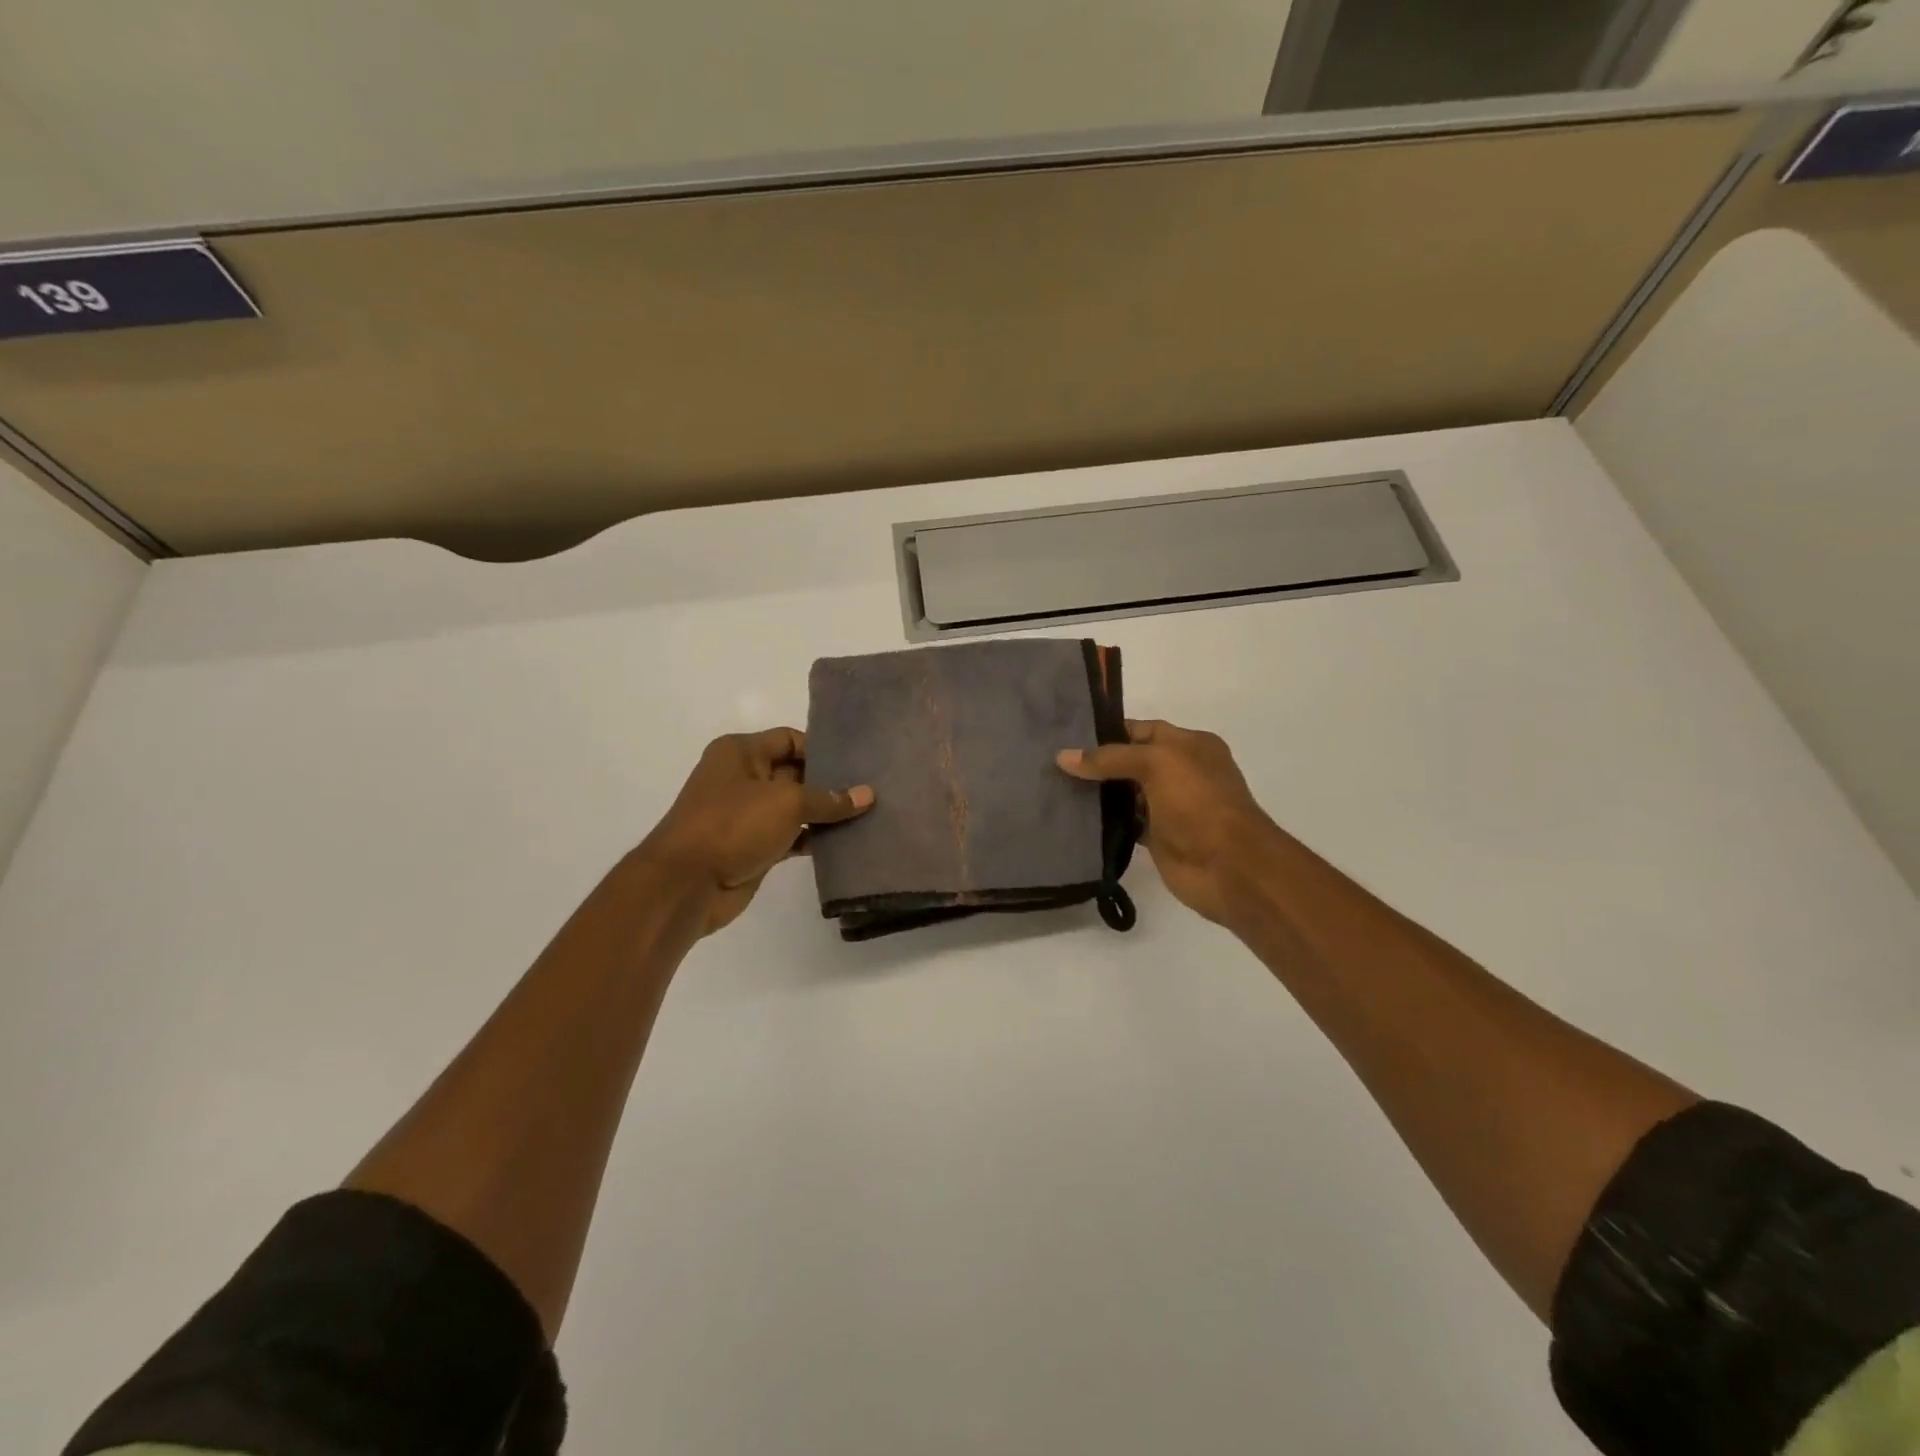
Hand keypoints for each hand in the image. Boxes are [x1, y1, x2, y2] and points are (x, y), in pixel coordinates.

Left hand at [638, 728, 873, 935]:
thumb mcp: (786, 803)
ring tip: (867, 815)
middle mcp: (742, 778)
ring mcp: (747, 814)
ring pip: (795, 807)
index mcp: (740, 752)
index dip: (822, 749)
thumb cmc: (732, 826)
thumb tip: (868, 795)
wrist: (686, 885)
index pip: (790, 739)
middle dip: (830, 782)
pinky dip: (814, 837)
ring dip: (825, 813)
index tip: (858, 763)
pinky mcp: (753, 846)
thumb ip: (828, 798)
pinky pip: (791, 835)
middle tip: (871, 789)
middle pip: (795, 772)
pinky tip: (845, 842)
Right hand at [1058, 719, 1280, 925]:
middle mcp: (1180, 772)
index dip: (1106, 732)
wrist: (1230, 867)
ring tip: (1055, 787)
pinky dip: (1104, 822)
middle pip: (1130, 761)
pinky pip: (1125, 823)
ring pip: (1125, 794)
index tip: (1066, 736)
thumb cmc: (1198, 802)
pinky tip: (1075, 819)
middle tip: (1053, 763)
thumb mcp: (1157, 764)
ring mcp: (1169, 806)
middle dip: (1096, 762)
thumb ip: (1110, 758)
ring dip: (1097, 793)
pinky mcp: (1158, 837)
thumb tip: (1063, 756)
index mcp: (1189, 745)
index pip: (1140, 730)